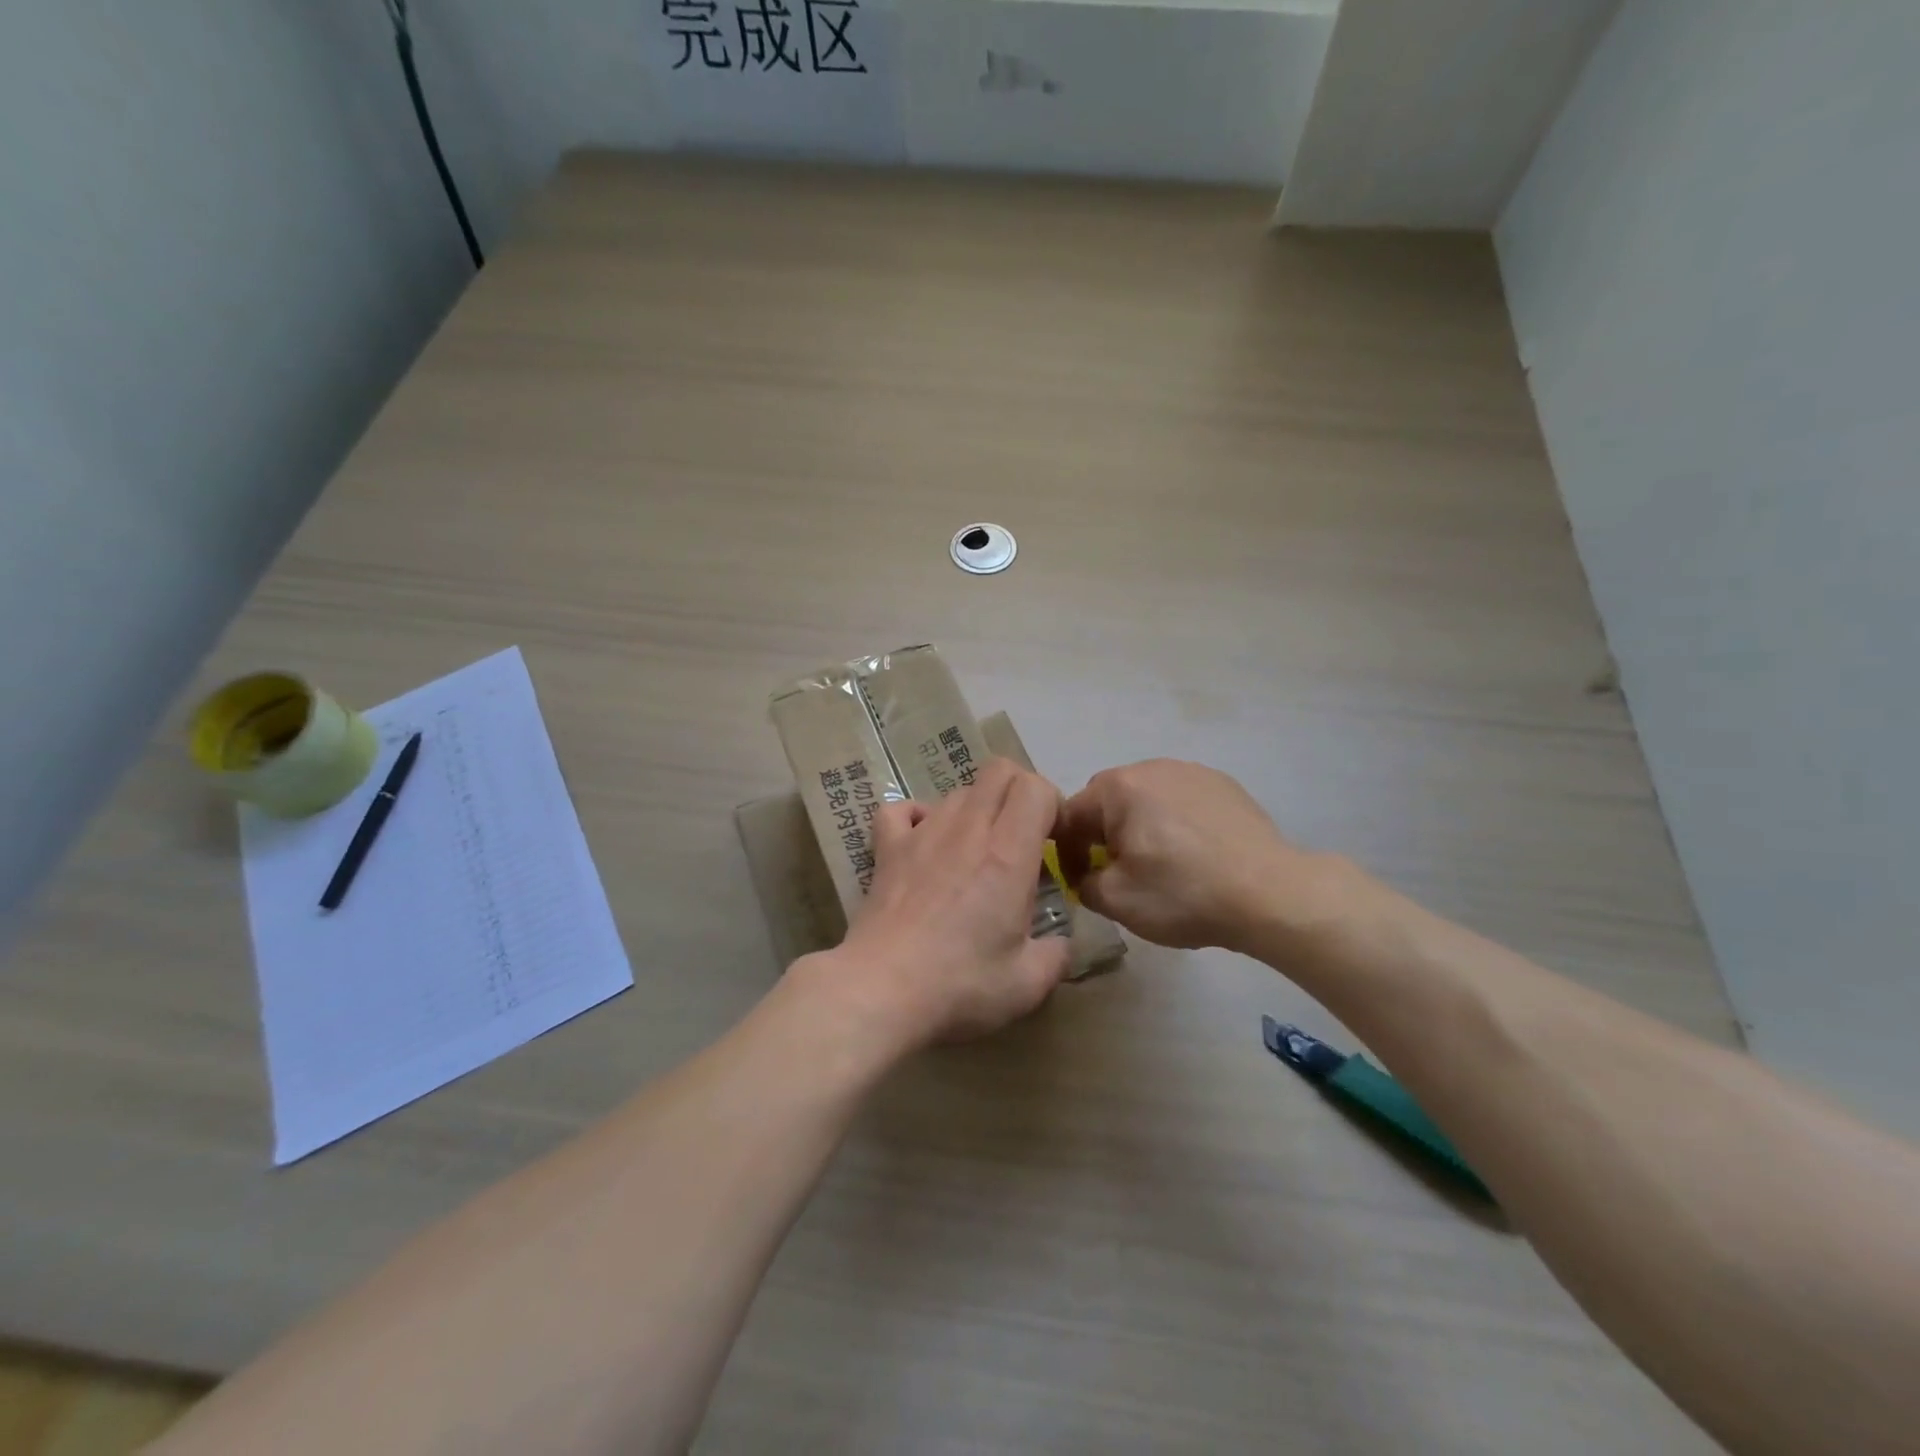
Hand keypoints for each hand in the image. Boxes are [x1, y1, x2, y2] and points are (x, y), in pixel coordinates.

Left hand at [825, 757, 1072, 1051]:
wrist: (880, 990)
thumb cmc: (959, 985)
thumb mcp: (1028, 984)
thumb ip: (1057, 955)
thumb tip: (1061, 943)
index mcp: (1008, 854)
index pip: (1035, 788)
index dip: (1052, 804)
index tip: (1054, 841)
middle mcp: (967, 829)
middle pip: (999, 771)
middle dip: (1020, 792)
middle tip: (1023, 837)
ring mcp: (922, 833)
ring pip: (958, 791)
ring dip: (977, 809)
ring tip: (977, 851)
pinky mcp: (887, 848)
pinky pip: (902, 809)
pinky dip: (919, 817)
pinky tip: (926, 843)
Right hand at [1055, 759, 1338, 952]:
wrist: (1270, 894)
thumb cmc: (1183, 893)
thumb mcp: (1116, 900)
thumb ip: (1084, 884)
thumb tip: (1087, 877)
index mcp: (1118, 788)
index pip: (1070, 815)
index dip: (1065, 852)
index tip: (1080, 882)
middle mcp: (1151, 767)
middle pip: (1108, 800)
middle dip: (1103, 834)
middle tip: (1118, 870)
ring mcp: (1192, 771)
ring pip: (1146, 798)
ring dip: (1140, 825)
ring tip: (1159, 862)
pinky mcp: (1224, 784)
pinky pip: (1181, 799)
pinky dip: (1175, 822)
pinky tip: (1193, 853)